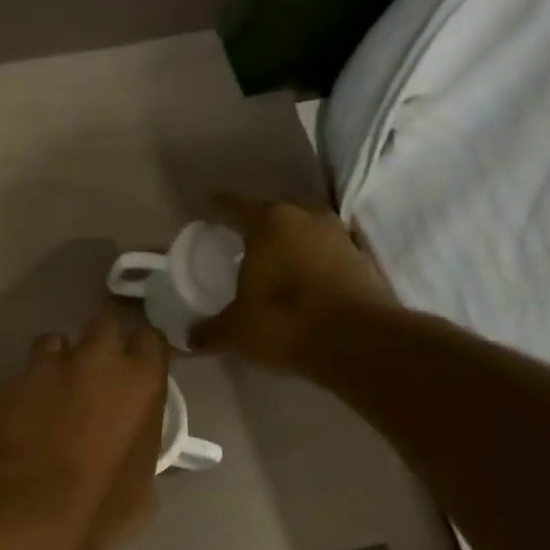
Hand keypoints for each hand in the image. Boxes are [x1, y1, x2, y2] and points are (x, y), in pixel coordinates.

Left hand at [0, 308, 169, 549]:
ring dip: (58, 359)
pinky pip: (22, 372)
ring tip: (52, 390)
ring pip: (55, 341)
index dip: (143, 354)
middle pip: (103, 325)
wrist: (29, 512)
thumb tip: (134, 445)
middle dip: (101, 345)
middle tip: (95, 376)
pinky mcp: (10, 382)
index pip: (151, 339)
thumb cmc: (99, 507)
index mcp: (141, 381)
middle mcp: (97, 359)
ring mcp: (49, 366)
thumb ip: (143, 448)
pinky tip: (23, 414)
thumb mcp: (144, 488)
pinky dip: (26, 387)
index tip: (138, 371)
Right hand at [190, 196, 396, 371]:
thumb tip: (188, 340)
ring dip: (285, 245)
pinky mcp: (360, 258)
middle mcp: (306, 217)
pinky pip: (323, 254)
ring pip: (302, 232)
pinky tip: (297, 281)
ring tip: (267, 263)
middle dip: (254, 227)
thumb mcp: (235, 331)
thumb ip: (209, 331)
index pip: (234, 207)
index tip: (205, 208)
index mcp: (269, 222)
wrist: (357, 342)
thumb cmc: (284, 321)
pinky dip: (308, 263)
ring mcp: (338, 235)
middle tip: (235, 243)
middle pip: (272, 215)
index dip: (216, 209)